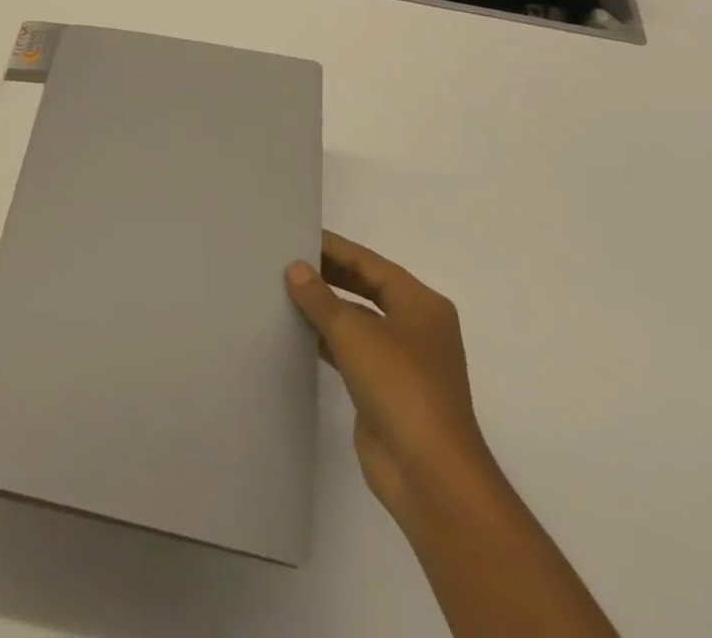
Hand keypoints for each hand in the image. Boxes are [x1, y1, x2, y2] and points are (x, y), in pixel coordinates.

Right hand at [286, 231, 488, 523]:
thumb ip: (320, 297)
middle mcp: (416, 326)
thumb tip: (295, 268)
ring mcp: (403, 361)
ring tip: (282, 291)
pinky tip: (295, 333)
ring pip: (358, 321)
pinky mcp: (386, 390)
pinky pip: (352, 351)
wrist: (429, 475)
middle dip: (328, 276)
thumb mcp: (354, 332)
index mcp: (421, 304)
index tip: (297, 235)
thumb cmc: (400, 387)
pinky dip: (326, 340)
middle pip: (366, 289)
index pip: (370, 263)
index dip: (334, 248)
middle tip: (284, 261)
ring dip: (325, 309)